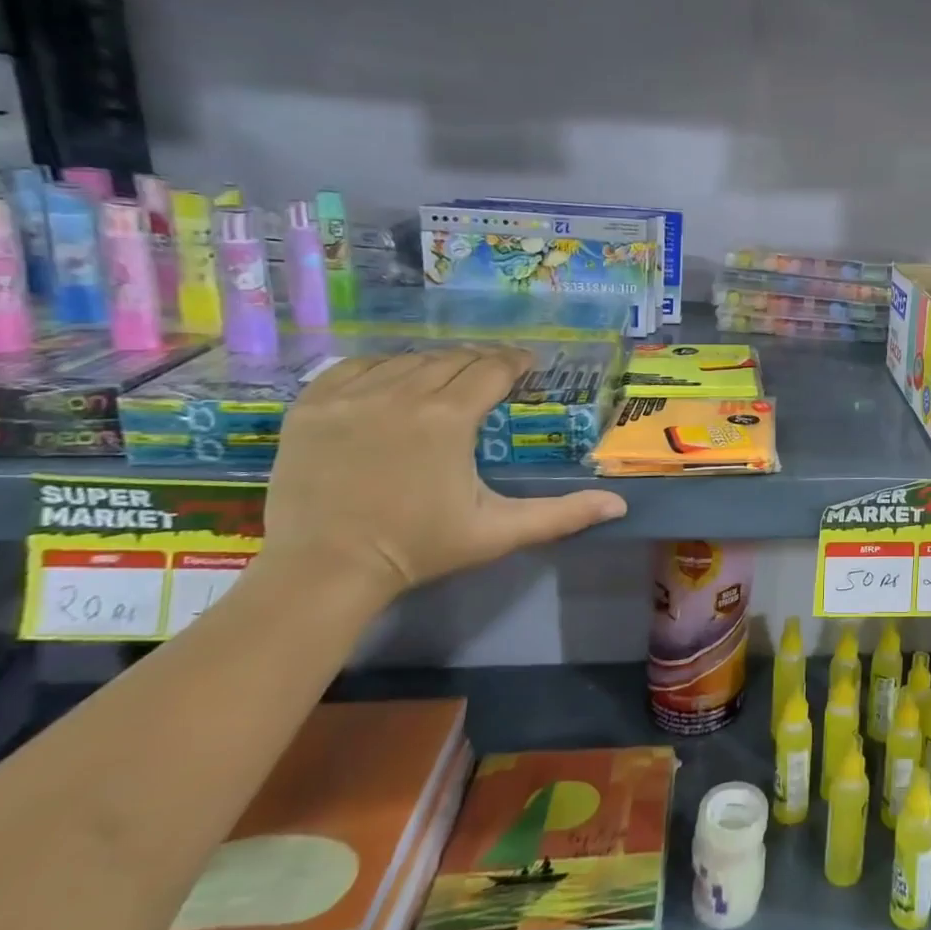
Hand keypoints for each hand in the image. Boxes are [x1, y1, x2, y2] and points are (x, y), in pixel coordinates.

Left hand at [263, 346, 627, 609]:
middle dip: (479, 362)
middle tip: (493, 375)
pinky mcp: (312, 405)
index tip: (527, 365)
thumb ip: (561, 515)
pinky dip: (382, 367)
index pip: (492, 369)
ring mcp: (350, 396)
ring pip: (407, 359)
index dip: (515, 362)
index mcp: (448, 418)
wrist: (323, 571)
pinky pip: (356, 366)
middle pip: (452, 358)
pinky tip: (393, 382)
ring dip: (435, 364)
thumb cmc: (418, 549)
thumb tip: (619, 506)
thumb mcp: (497, 532)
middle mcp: (401, 394)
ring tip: (446, 379)